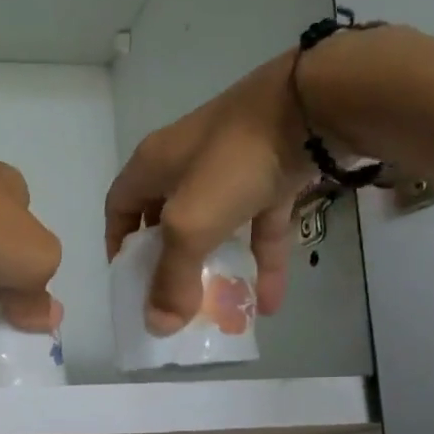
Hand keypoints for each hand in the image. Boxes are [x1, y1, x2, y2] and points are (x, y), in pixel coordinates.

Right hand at [103, 52, 315, 334]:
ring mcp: (232, 166)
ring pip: (216, 226)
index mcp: (153, 166)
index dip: (118, 245)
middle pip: (166, 220)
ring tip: (221, 309)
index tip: (129, 282)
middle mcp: (187, 162)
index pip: (120, 207)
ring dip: (218, 267)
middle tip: (173, 301)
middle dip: (170, 264)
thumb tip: (157, 327)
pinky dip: (262, 260)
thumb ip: (172, 278)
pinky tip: (268, 302)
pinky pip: (260, 225)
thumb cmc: (232, 162)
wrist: (315, 106)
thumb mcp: (190, 226)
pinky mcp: (273, 172)